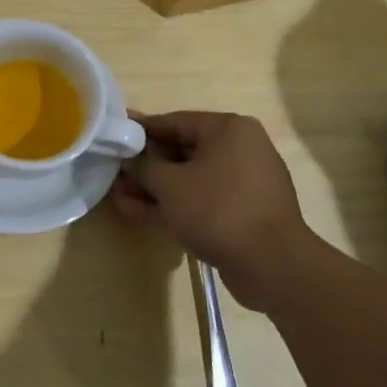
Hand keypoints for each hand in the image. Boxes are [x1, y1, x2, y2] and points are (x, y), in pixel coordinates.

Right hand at [109, 111, 315, 309]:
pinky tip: (140, 213)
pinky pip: (202, 199)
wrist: (272, 265)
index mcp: (228, 129)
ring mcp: (243, 182)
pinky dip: (175, 204)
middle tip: (114, 174)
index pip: (174, 121)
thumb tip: (129, 160)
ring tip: (119, 198)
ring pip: (190, 179)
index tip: (114, 137)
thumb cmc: (219, 210)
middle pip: (182, 151)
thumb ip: (144, 167)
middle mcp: (240, 149)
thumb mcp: (170, 185)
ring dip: (155, 189)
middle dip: (146, 166)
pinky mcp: (243, 211)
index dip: (140, 131)